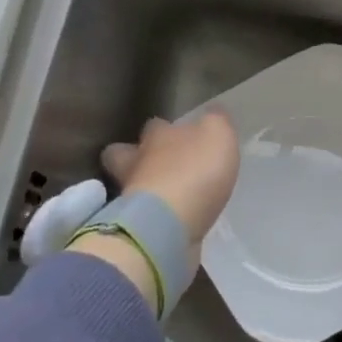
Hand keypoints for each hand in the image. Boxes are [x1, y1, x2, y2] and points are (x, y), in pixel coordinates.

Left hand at [105, 109, 240, 261]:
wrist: (168, 225)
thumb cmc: (194, 172)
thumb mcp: (218, 135)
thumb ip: (216, 121)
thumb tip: (212, 114)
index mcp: (158, 135)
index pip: (155, 125)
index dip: (165, 129)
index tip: (178, 136)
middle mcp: (137, 162)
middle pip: (124, 153)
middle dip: (136, 156)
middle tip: (156, 165)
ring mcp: (131, 197)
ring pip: (130, 186)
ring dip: (144, 189)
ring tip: (164, 196)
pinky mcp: (135, 227)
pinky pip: (142, 217)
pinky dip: (153, 217)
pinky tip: (169, 221)